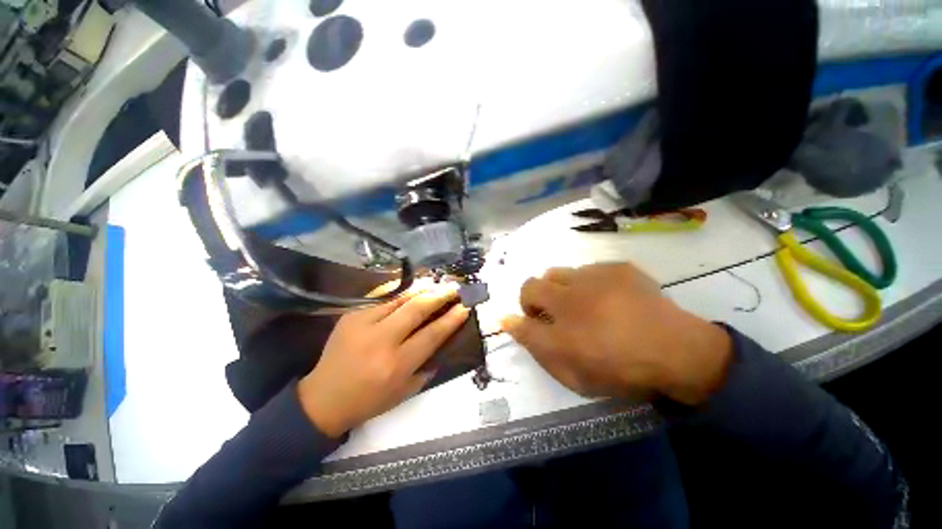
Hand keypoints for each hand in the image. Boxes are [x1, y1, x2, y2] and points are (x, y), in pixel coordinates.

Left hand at [298, 281, 469, 437]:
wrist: (323, 399)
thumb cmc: (369, 400)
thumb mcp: (405, 392)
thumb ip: (427, 366)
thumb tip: (443, 340)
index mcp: (397, 364)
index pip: (432, 334)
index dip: (451, 318)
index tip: (465, 307)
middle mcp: (381, 340)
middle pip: (417, 309)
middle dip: (440, 295)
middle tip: (454, 288)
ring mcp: (363, 324)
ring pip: (399, 298)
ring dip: (422, 288)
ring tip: (436, 283)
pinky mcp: (351, 315)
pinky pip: (380, 295)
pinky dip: (400, 288)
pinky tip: (412, 285)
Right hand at [501, 263, 731, 404]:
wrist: (679, 352)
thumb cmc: (622, 371)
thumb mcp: (573, 374)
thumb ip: (537, 347)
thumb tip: (508, 322)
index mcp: (561, 327)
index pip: (521, 320)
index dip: (516, 320)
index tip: (521, 322)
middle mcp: (571, 296)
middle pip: (532, 285)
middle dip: (533, 300)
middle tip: (551, 315)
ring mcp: (595, 277)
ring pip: (558, 273)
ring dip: (560, 290)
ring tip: (582, 305)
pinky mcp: (618, 267)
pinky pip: (589, 270)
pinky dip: (589, 284)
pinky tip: (607, 298)